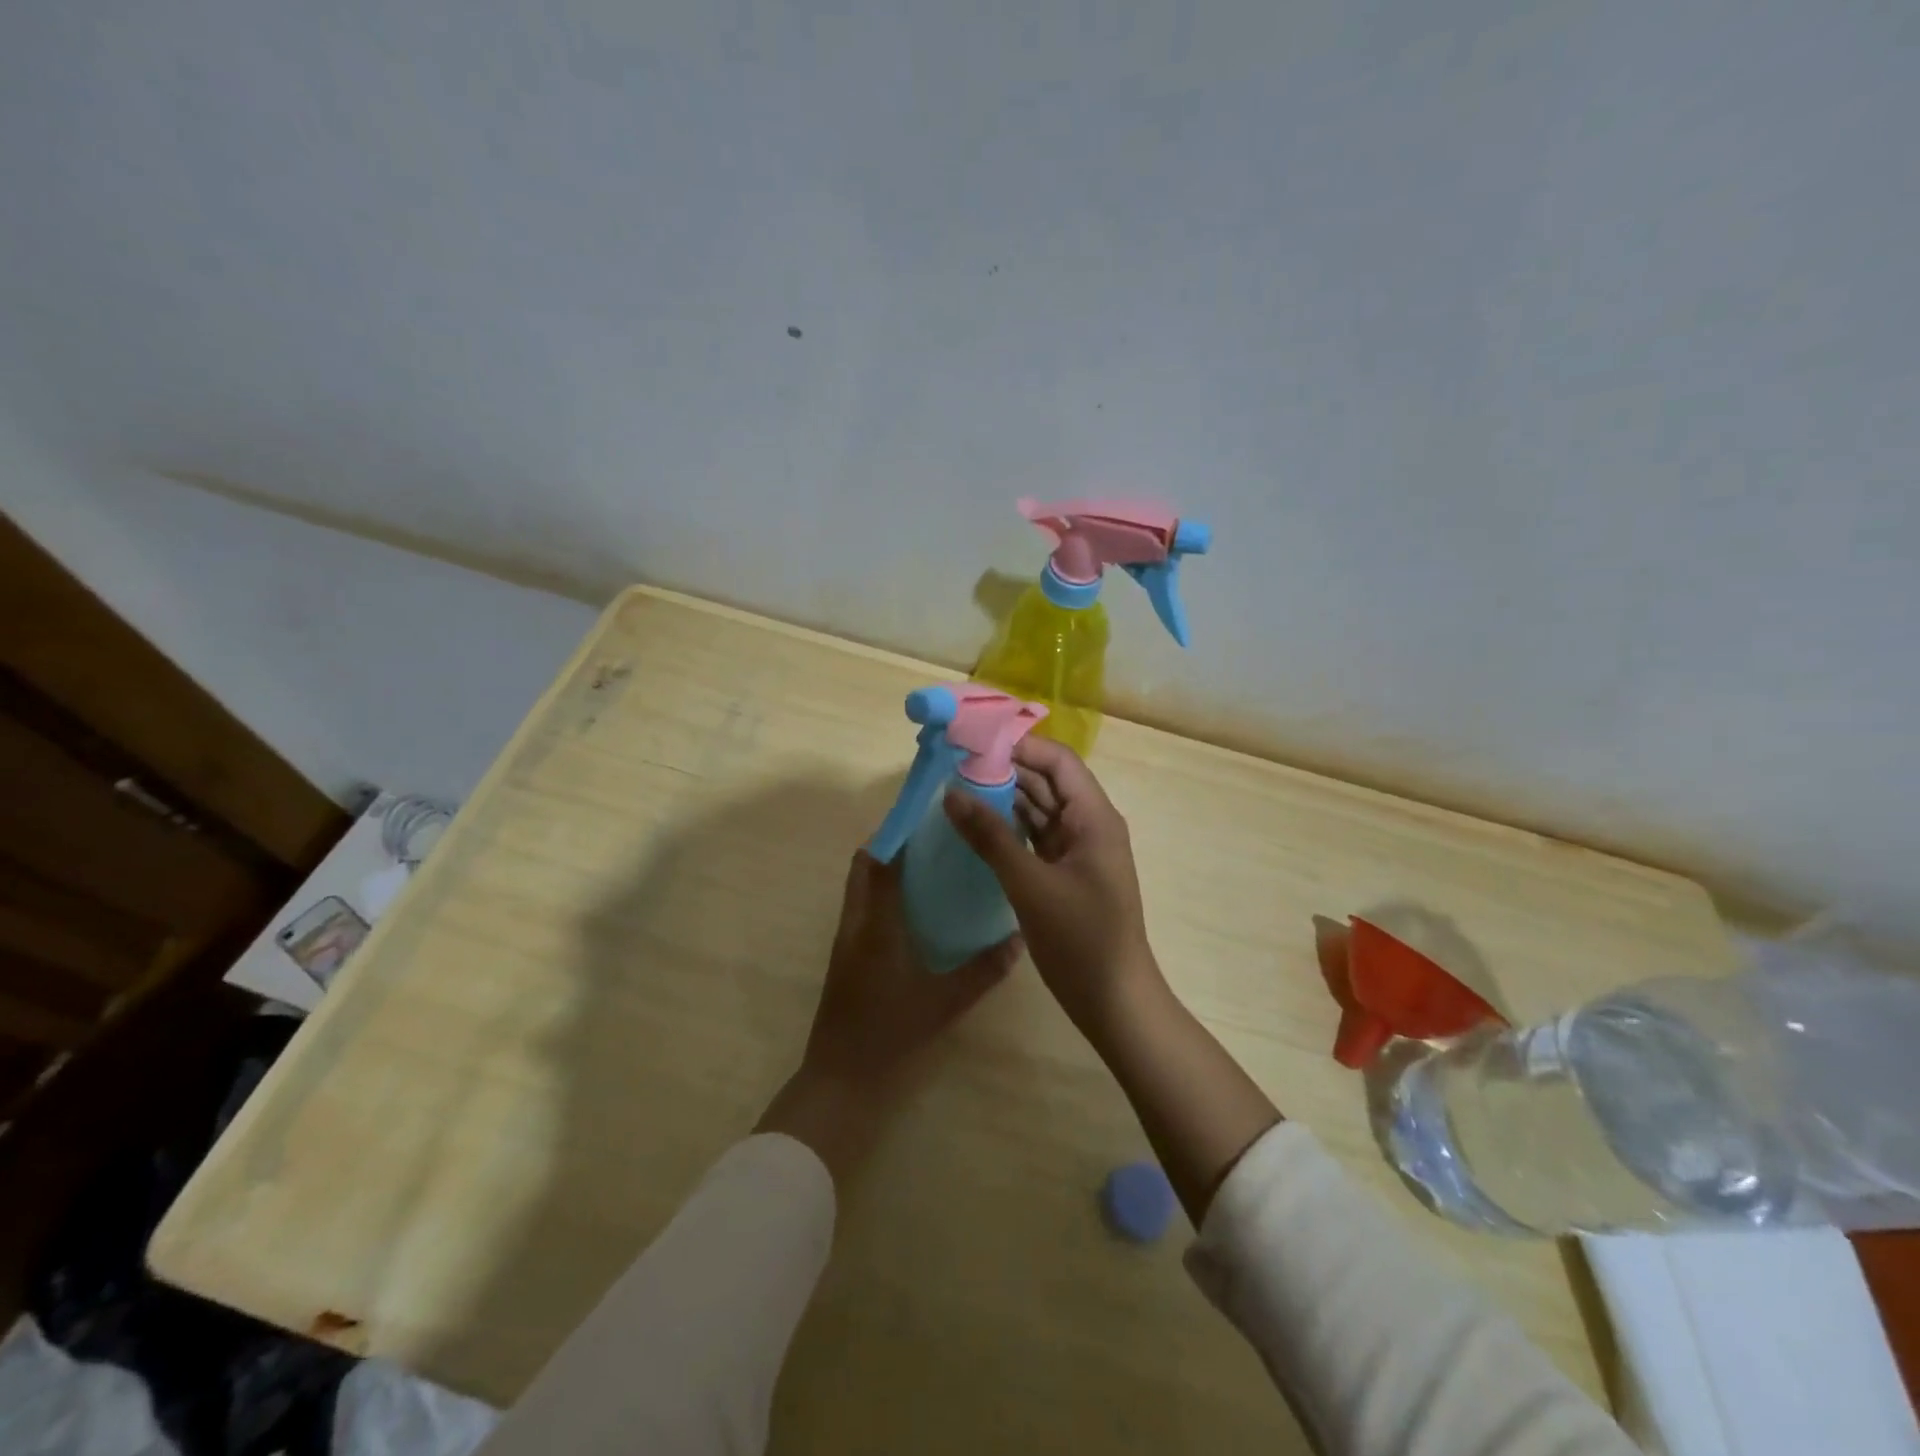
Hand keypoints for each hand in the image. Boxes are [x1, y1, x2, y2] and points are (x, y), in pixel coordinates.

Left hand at [757, 851, 1016, 1183]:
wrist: (842, 1081)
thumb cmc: (891, 1037)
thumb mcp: (945, 1004)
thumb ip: (983, 971)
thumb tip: (1018, 940)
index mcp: (875, 925)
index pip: (880, 862)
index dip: (899, 834)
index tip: (930, 817)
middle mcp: (855, 924)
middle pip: (864, 867)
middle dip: (892, 845)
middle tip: (932, 837)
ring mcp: (846, 941)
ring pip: (861, 887)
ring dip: (886, 868)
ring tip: (928, 863)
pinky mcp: (846, 957)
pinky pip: (863, 908)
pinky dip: (883, 894)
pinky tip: (915, 908)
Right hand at [942, 737, 1161, 1035]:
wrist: (1114, 1001)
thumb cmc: (1080, 939)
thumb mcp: (1030, 885)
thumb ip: (991, 837)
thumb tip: (952, 793)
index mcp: (1093, 817)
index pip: (1058, 761)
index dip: (1019, 746)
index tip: (974, 743)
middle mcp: (1090, 825)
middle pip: (1048, 782)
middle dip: (1006, 770)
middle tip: (955, 765)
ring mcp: (1079, 850)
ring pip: (1041, 809)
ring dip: (1006, 799)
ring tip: (958, 789)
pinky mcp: (1068, 873)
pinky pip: (1038, 836)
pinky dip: (1011, 828)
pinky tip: (978, 826)